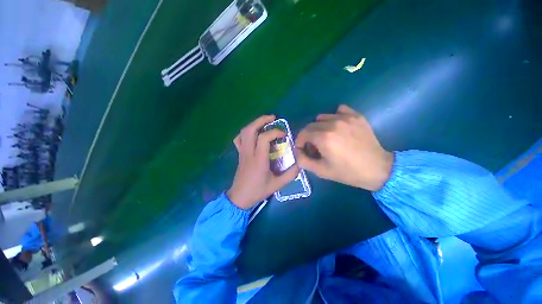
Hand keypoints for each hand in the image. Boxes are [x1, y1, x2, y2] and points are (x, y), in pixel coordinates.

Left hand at [227, 115, 299, 208]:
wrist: (240, 197)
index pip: (264, 138)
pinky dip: (245, 132)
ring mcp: (242, 152)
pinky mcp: (239, 154)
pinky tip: (253, 134)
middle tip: (273, 118)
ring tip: (264, 123)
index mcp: (259, 159)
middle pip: (250, 129)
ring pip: (244, 132)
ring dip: (254, 124)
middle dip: (261, 120)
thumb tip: (300, 163)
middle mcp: (249, 152)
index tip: (284, 135)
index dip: (275, 132)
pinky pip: (239, 139)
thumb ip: (291, 174)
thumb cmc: (258, 191)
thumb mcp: (277, 185)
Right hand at [295, 105, 393, 190]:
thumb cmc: (347, 172)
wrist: (377, 169)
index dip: (300, 141)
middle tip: (314, 146)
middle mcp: (333, 124)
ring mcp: (346, 118)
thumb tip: (296, 151)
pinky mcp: (356, 116)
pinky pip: (339, 110)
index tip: (303, 149)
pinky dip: (334, 117)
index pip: (303, 133)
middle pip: (311, 125)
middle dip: (308, 136)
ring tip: (326, 137)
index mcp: (324, 138)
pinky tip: (337, 127)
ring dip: (319, 127)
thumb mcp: (321, 171)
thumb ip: (303, 160)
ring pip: (322, 117)